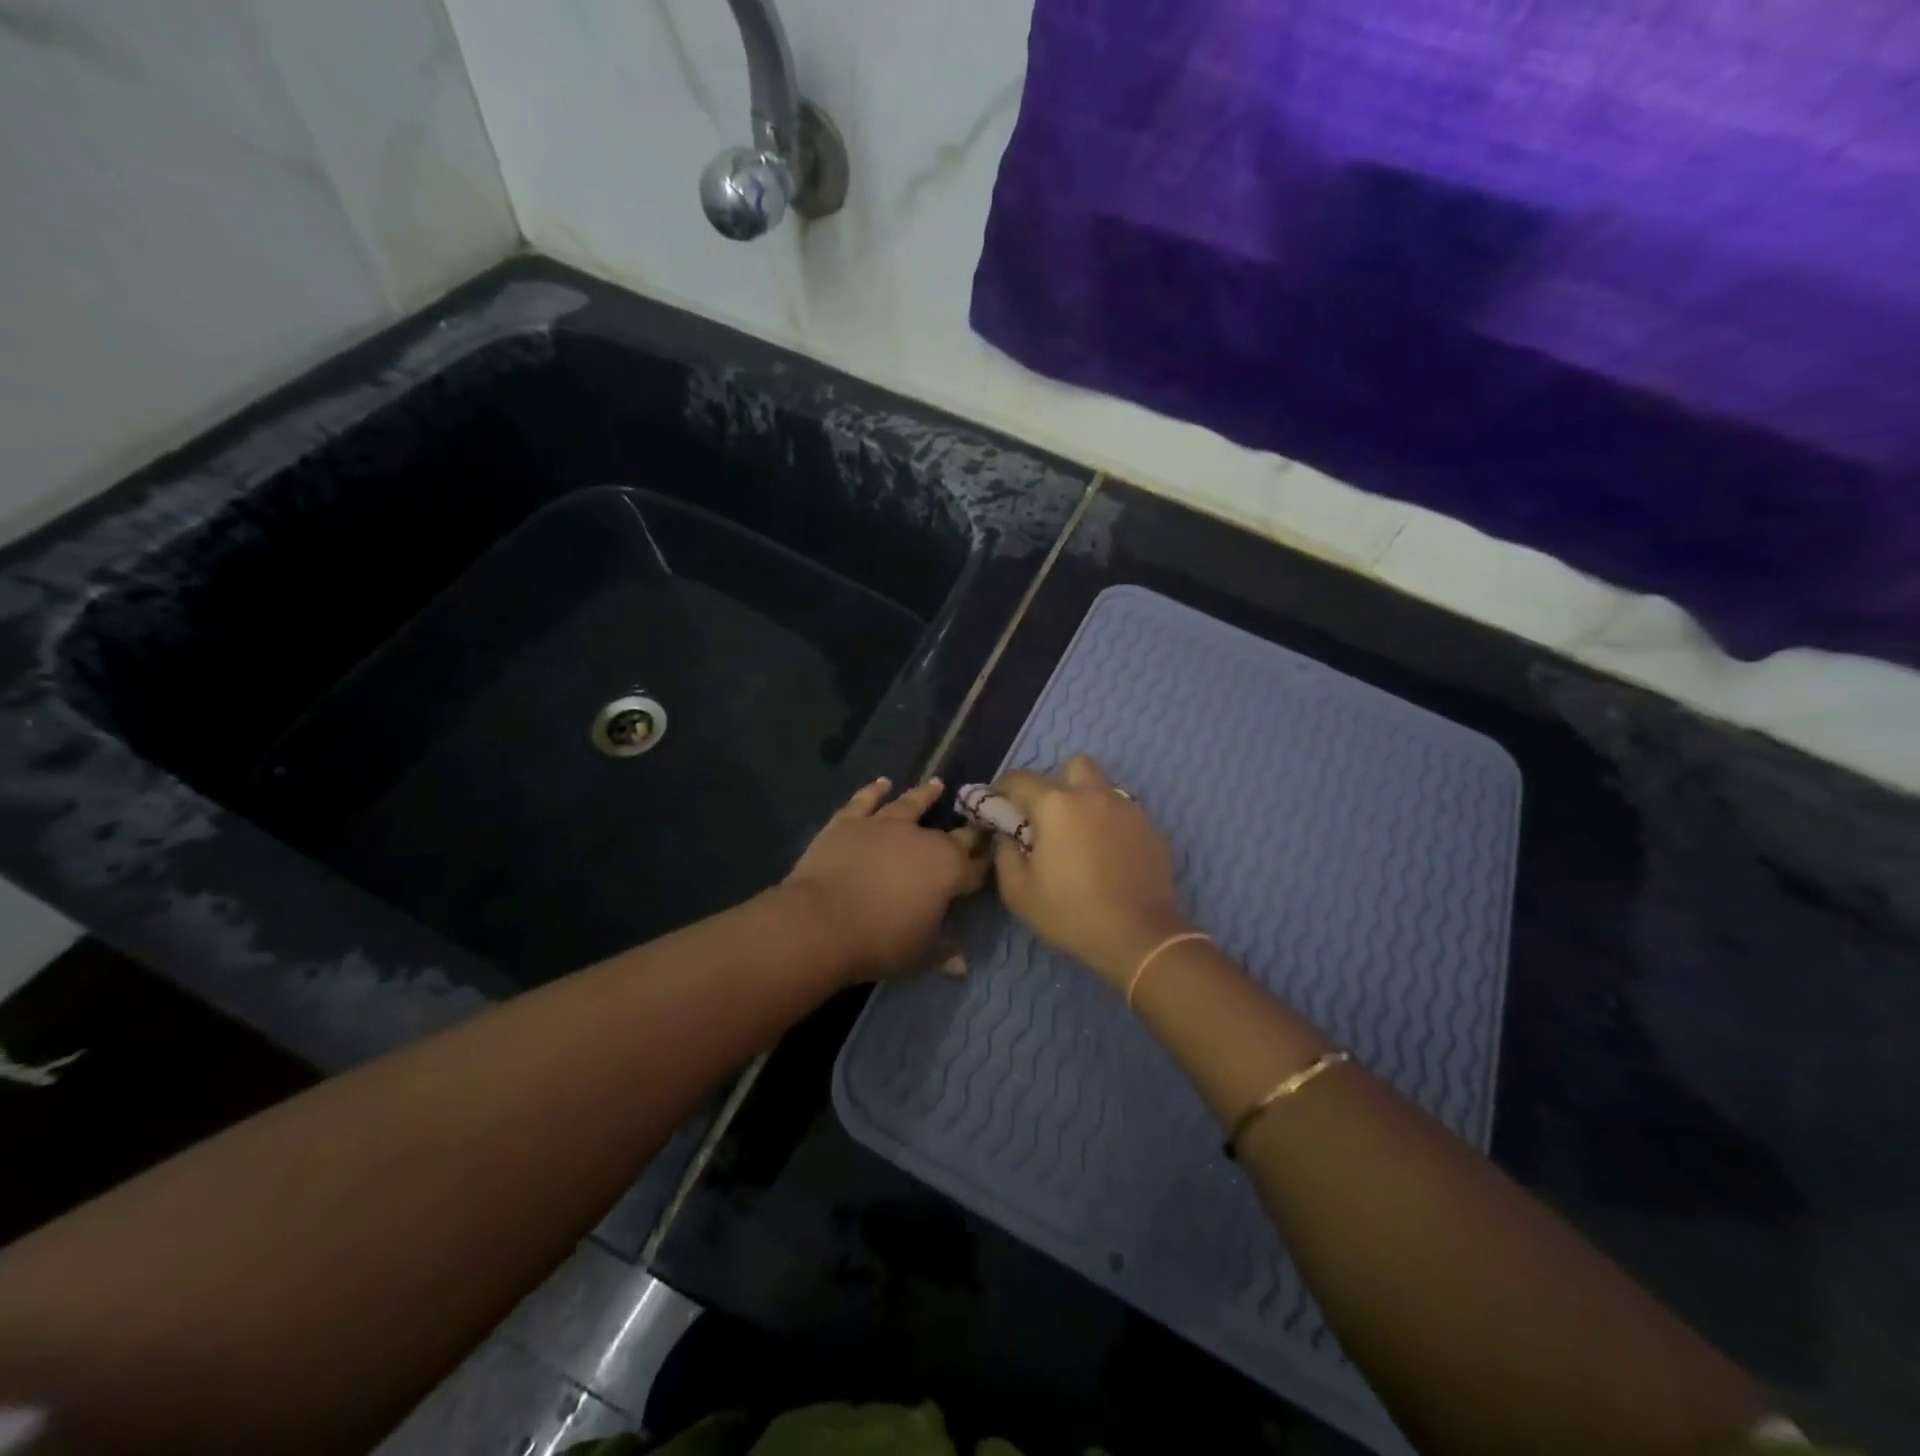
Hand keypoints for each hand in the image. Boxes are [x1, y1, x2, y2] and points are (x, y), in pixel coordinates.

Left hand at [785, 776, 991, 983]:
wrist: (822, 921)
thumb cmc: (881, 940)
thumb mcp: (919, 953)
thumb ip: (943, 951)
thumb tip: (962, 965)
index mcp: (949, 869)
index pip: (975, 866)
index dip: (985, 862)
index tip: (994, 855)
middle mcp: (922, 839)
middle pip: (952, 834)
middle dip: (968, 830)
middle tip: (978, 821)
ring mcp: (884, 825)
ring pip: (910, 804)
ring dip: (924, 795)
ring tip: (936, 784)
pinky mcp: (849, 822)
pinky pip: (865, 801)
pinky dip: (874, 791)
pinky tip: (882, 783)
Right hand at [991, 755, 1192, 985]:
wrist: (1139, 937)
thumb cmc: (1071, 913)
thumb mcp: (1018, 891)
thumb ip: (1004, 853)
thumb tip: (1006, 834)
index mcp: (1056, 805)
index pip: (1020, 779)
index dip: (1003, 789)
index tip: (998, 806)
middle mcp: (1094, 795)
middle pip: (1074, 765)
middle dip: (1057, 782)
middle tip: (1049, 815)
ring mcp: (1128, 809)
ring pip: (1104, 788)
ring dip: (1088, 801)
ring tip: (1082, 837)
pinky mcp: (1152, 829)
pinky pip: (1125, 814)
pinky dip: (1112, 824)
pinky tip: (1109, 856)